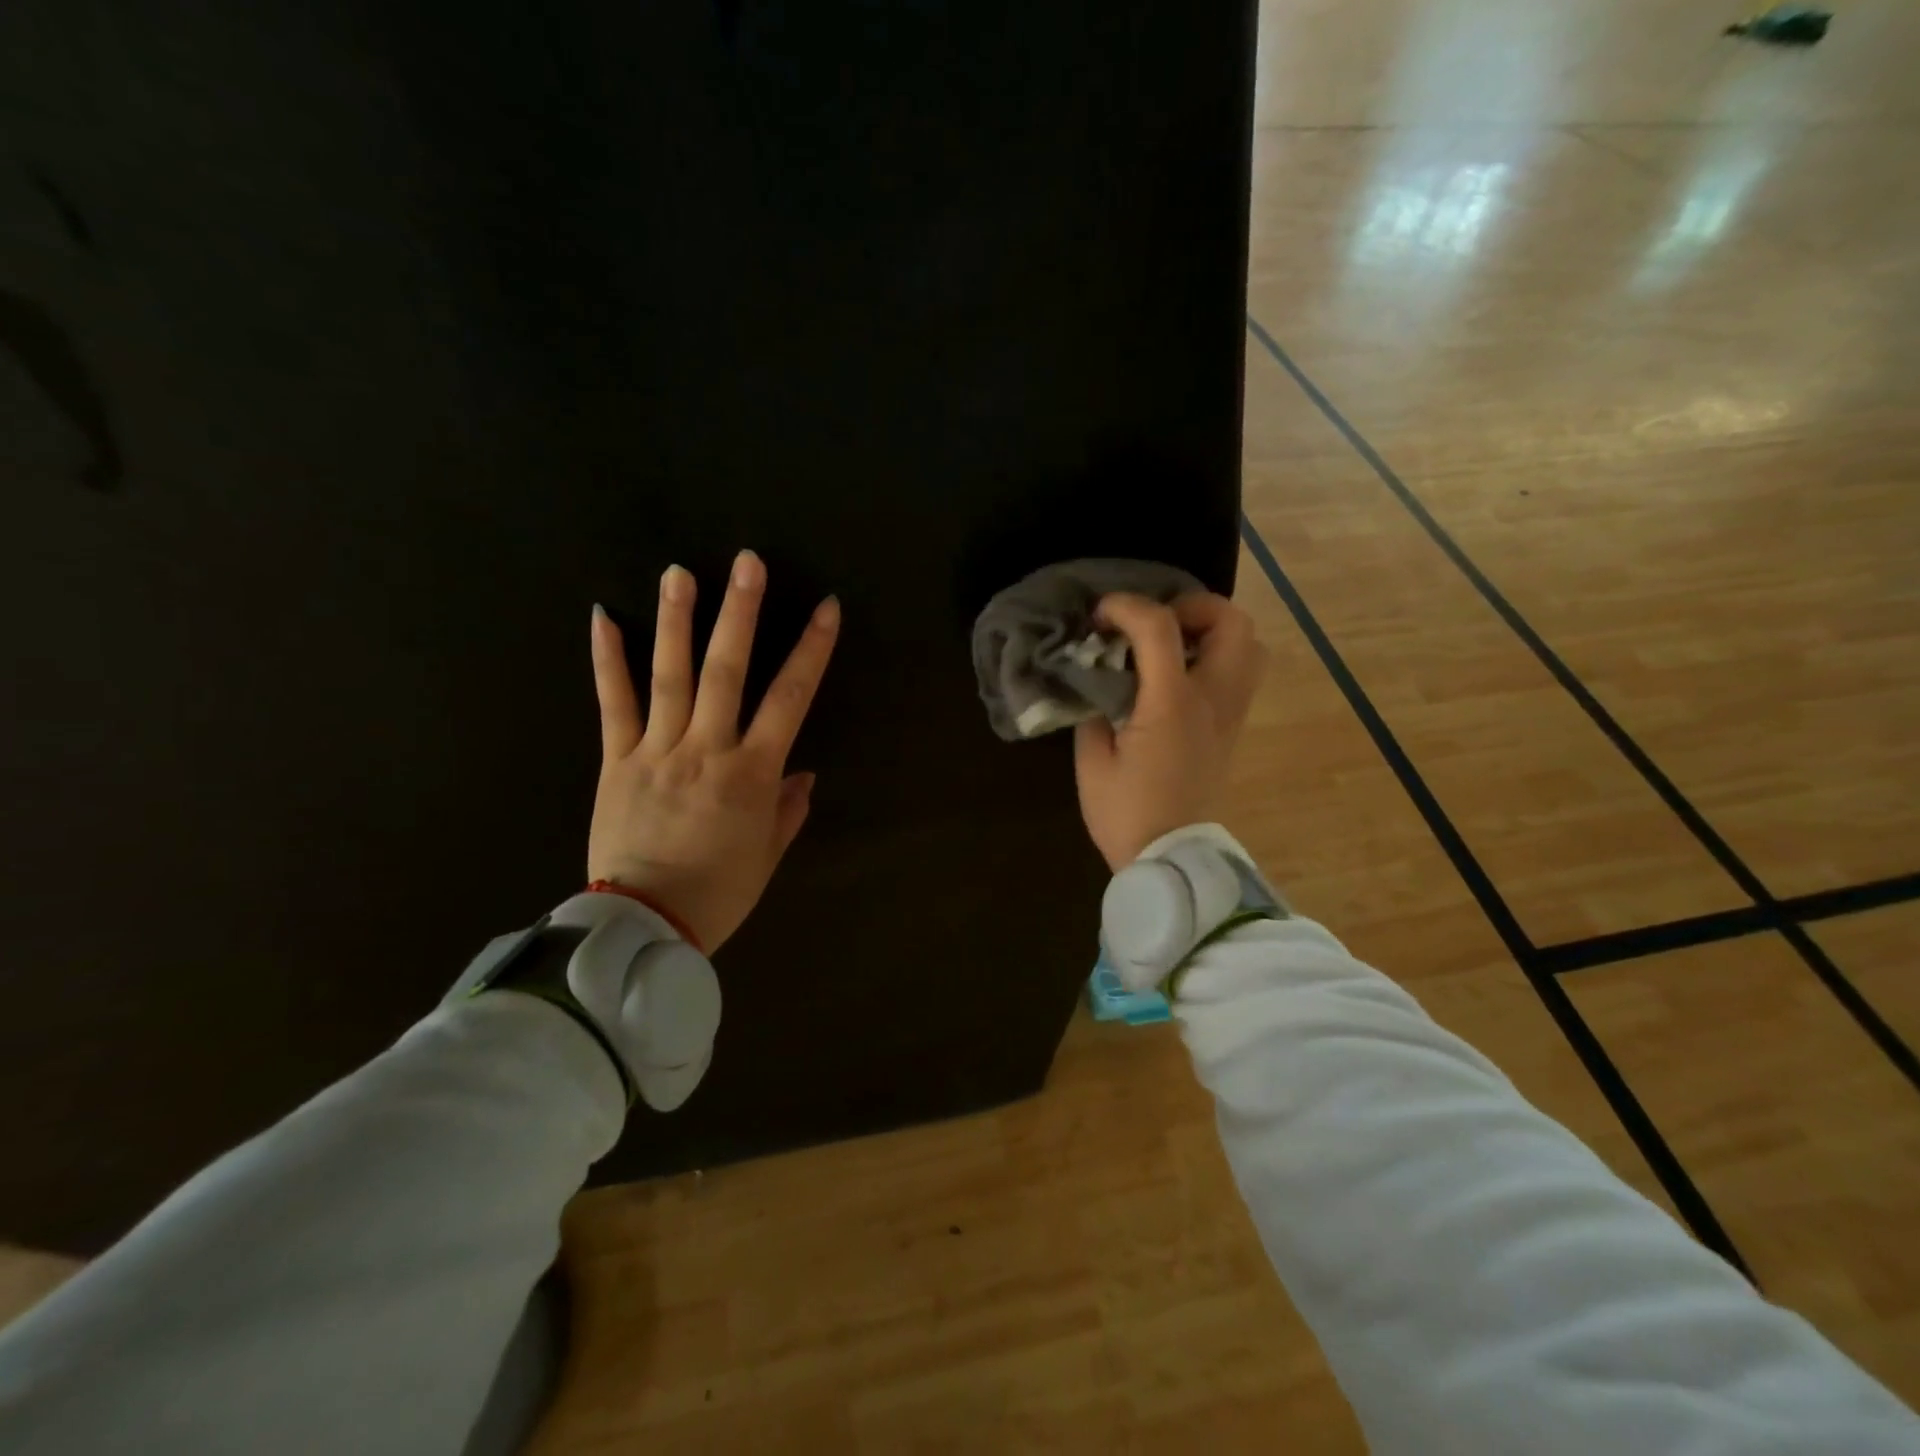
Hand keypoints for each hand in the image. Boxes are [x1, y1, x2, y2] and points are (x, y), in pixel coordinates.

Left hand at [587, 551, 839, 951]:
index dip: (811, 650)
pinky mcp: (615, 761)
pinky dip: (608, 660)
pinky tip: (603, 617)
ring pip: (668, 675)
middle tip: (748, 562)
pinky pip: (612, 704)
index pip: (790, 699)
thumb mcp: (767, 856)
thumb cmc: (718, 893)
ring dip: (676, 620)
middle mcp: (707, 749)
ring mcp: (656, 750)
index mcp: (752, 773)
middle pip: (726, 670)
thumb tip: (803, 773)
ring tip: (680, 572)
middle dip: (741, 613)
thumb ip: (787, 809)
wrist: (642, 928)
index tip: (827, 608)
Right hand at [1073, 592, 1265, 870]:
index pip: (1160, 627)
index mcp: (1172, 704)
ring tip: (1172, 646)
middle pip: (1231, 621)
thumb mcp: (1093, 760)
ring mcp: (1231, 714)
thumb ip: (1096, 709)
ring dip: (1212, 631)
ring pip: (1249, 645)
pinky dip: (1216, 657)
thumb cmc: (1126, 814)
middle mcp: (1213, 699)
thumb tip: (1104, 685)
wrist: (1171, 860)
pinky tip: (1179, 676)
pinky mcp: (1233, 729)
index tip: (1100, 615)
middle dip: (1191, 606)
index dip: (1127, 607)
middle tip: (1154, 624)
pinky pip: (1241, 673)